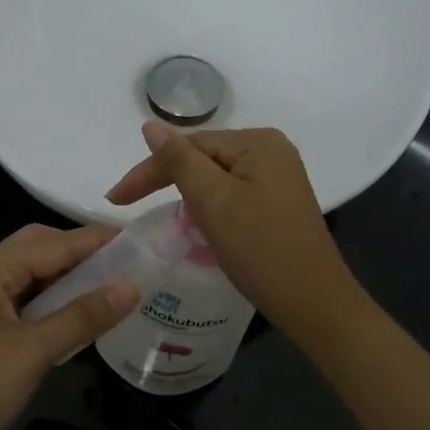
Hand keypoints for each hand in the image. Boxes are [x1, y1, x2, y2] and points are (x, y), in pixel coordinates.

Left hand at [0, 224, 136, 429]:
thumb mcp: (32, 353)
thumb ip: (82, 317)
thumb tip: (132, 286)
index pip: (54, 243)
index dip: (97, 241)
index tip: (140, 240)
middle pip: (38, 249)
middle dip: (80, 253)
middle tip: (126, 264)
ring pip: (30, 276)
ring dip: (66, 278)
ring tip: (111, 286)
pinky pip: (21, 301)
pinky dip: (50, 302)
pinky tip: (76, 316)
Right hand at [106, 123, 361, 341]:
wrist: (314, 304)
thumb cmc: (261, 250)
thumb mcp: (213, 201)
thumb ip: (178, 160)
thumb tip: (150, 125)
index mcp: (257, 142)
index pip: (188, 146)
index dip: (149, 170)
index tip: (114, 199)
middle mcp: (271, 151)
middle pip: (203, 158)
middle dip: (166, 181)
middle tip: (126, 204)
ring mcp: (277, 178)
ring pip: (215, 178)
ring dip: (187, 197)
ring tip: (160, 218)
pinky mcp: (278, 203)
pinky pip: (231, 195)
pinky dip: (209, 209)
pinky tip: (196, 226)